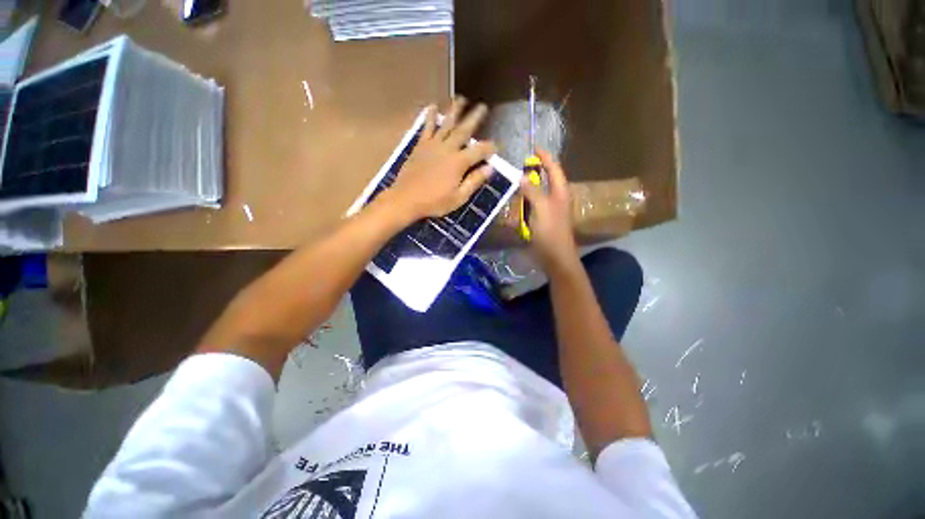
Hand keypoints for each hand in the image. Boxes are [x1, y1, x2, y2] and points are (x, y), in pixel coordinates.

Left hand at [386, 98, 496, 220]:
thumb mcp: (458, 198)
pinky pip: (426, 128)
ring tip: (461, 98)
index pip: (479, 151)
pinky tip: (432, 107)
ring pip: (446, 124)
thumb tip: (489, 168)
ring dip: (454, 110)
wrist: (406, 199)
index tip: (496, 147)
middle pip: (464, 130)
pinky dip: (430, 117)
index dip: (489, 148)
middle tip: (483, 106)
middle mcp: (447, 149)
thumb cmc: (434, 202)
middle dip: (474, 118)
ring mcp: (433, 146)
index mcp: (459, 163)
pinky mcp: (420, 146)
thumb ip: (474, 181)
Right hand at [519, 150, 580, 274]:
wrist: (555, 257)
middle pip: (548, 179)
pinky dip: (526, 200)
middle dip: (537, 170)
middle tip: (522, 164)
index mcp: (560, 192)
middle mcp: (557, 198)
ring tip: (517, 179)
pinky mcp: (543, 220)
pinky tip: (518, 200)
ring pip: (540, 192)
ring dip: (530, 185)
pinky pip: (534, 205)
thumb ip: (532, 191)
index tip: (535, 147)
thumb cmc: (550, 232)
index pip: (554, 169)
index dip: (546, 157)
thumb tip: (522, 176)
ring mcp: (550, 210)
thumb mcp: (541, 208)